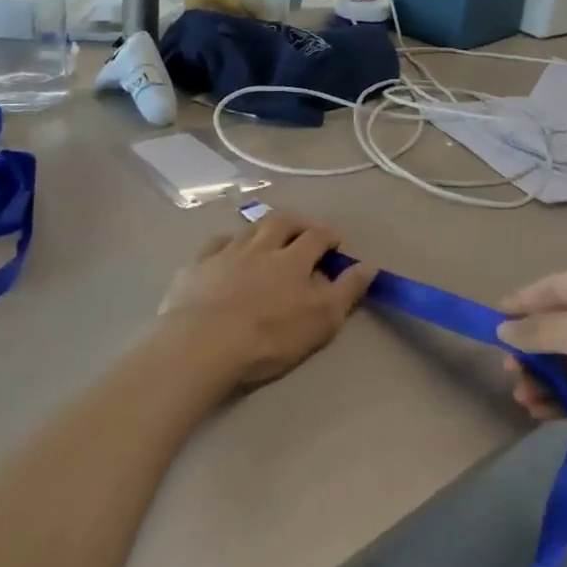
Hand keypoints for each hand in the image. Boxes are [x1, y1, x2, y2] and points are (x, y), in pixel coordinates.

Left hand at [159, 212, 375, 389]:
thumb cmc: (270, 336)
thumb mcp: (321, 319)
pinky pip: (214, 244)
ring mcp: (226, 253)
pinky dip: (226, 244)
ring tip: (267, 240)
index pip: (318, 236)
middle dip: (296, 223)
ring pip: (249, 229)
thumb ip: (347, 290)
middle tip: (302, 232)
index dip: (330, 235)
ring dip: (262, 230)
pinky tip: (226, 252)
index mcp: (293, 259)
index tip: (336, 241)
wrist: (203, 344)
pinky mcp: (197, 266)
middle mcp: (261, 246)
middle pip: (282, 222)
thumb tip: (369, 264)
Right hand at [496, 263, 566, 457]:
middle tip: (510, 376)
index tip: (487, 329)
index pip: (548, 289)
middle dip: (530, 350)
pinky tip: (542, 414)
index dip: (518, 306)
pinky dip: (565, 399)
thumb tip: (503, 328)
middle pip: (556, 327)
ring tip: (523, 401)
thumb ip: (541, 331)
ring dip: (544, 378)